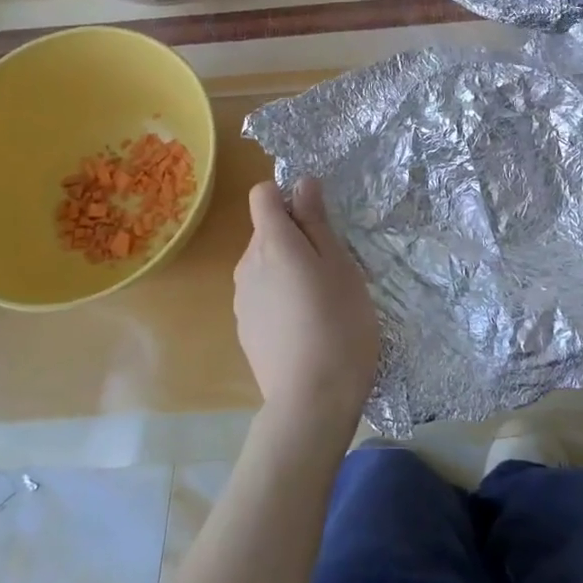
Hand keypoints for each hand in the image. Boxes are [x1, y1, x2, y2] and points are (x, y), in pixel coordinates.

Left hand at [234, 178, 379, 437]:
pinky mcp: (244, 328)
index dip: (287, 196)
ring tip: (321, 300)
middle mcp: (247, 264)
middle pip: (266, 231)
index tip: (316, 218)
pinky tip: (304, 327)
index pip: (262, 194)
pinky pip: (262, 294)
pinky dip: (280, 298)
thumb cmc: (339, 323)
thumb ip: (316, 222)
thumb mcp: (340, 265)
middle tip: (332, 267)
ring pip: (265, 265)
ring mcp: (241, 298)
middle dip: (295, 237)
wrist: (311, 401)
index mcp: (272, 242)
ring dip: (288, 269)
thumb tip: (302, 182)